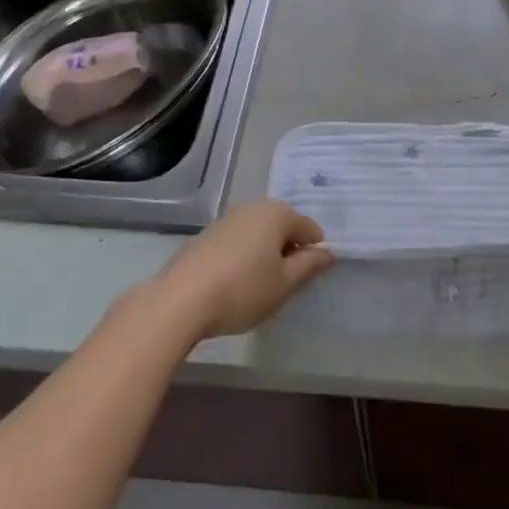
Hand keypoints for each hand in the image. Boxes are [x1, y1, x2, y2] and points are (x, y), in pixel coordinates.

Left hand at [149, 200, 332, 340]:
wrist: (180, 300)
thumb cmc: (243, 290)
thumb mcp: (284, 284)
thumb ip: (309, 266)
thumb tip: (327, 253)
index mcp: (277, 213)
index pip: (310, 229)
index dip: (314, 253)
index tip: (307, 280)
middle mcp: (253, 207)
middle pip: (283, 226)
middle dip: (289, 250)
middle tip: (284, 283)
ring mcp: (226, 218)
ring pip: (258, 233)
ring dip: (265, 253)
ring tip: (259, 285)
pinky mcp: (206, 234)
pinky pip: (237, 240)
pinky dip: (243, 255)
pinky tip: (234, 282)